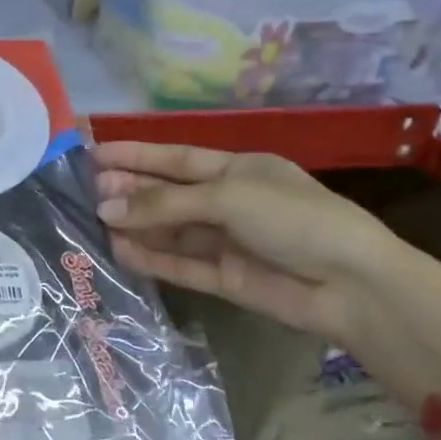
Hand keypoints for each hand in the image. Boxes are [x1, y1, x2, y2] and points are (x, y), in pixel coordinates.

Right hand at [93, 141, 440, 404]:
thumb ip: (164, 204)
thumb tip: (106, 210)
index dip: (137, 155)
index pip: (176, 158)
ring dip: (136, 225)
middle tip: (88, 191)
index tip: (95, 154)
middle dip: (130, 190)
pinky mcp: (225, 278)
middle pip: (169, 193)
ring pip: (170, 230)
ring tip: (95, 220)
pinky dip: (151, 258)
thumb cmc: (294, 219)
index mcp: (239, 170)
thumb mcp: (228, 197)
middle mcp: (229, 202)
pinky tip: (119, 251)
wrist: (351, 285)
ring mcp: (227, 241)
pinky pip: (180, 264)